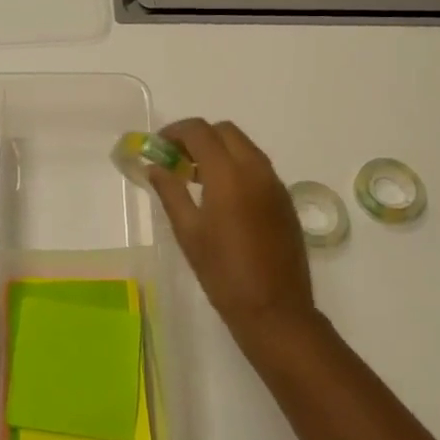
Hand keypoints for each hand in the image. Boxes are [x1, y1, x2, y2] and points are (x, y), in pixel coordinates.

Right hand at [146, 119, 318, 347]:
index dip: (175, 132)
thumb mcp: (188, 231)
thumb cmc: (223, 272)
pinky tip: (222, 197)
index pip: (199, 131)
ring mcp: (275, 183)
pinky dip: (237, 166)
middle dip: (198, 137)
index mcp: (229, 174)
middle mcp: (256, 169)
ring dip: (219, 150)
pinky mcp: (284, 199)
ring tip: (195, 178)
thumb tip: (155, 167)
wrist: (274, 309)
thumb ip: (170, 192)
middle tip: (177, 160)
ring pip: (244, 147)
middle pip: (225, 131)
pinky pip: (258, 167)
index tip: (158, 147)